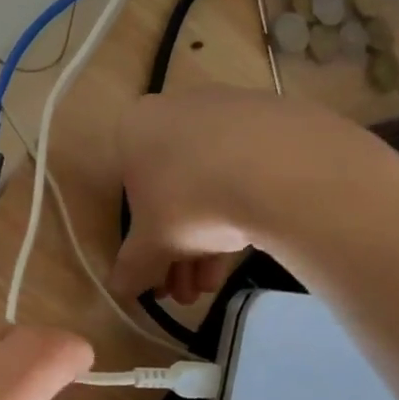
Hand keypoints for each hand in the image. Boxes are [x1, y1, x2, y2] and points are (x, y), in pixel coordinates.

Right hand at [111, 87, 385, 302]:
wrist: (279, 168)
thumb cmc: (190, 202)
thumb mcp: (150, 246)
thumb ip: (130, 268)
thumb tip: (119, 289)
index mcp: (135, 128)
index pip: (130, 193)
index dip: (143, 243)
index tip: (158, 275)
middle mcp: (175, 109)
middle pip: (172, 191)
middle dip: (177, 248)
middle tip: (187, 290)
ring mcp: (227, 110)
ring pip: (209, 182)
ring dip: (207, 239)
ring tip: (214, 283)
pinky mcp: (273, 119)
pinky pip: (246, 169)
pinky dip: (242, 207)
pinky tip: (248, 246)